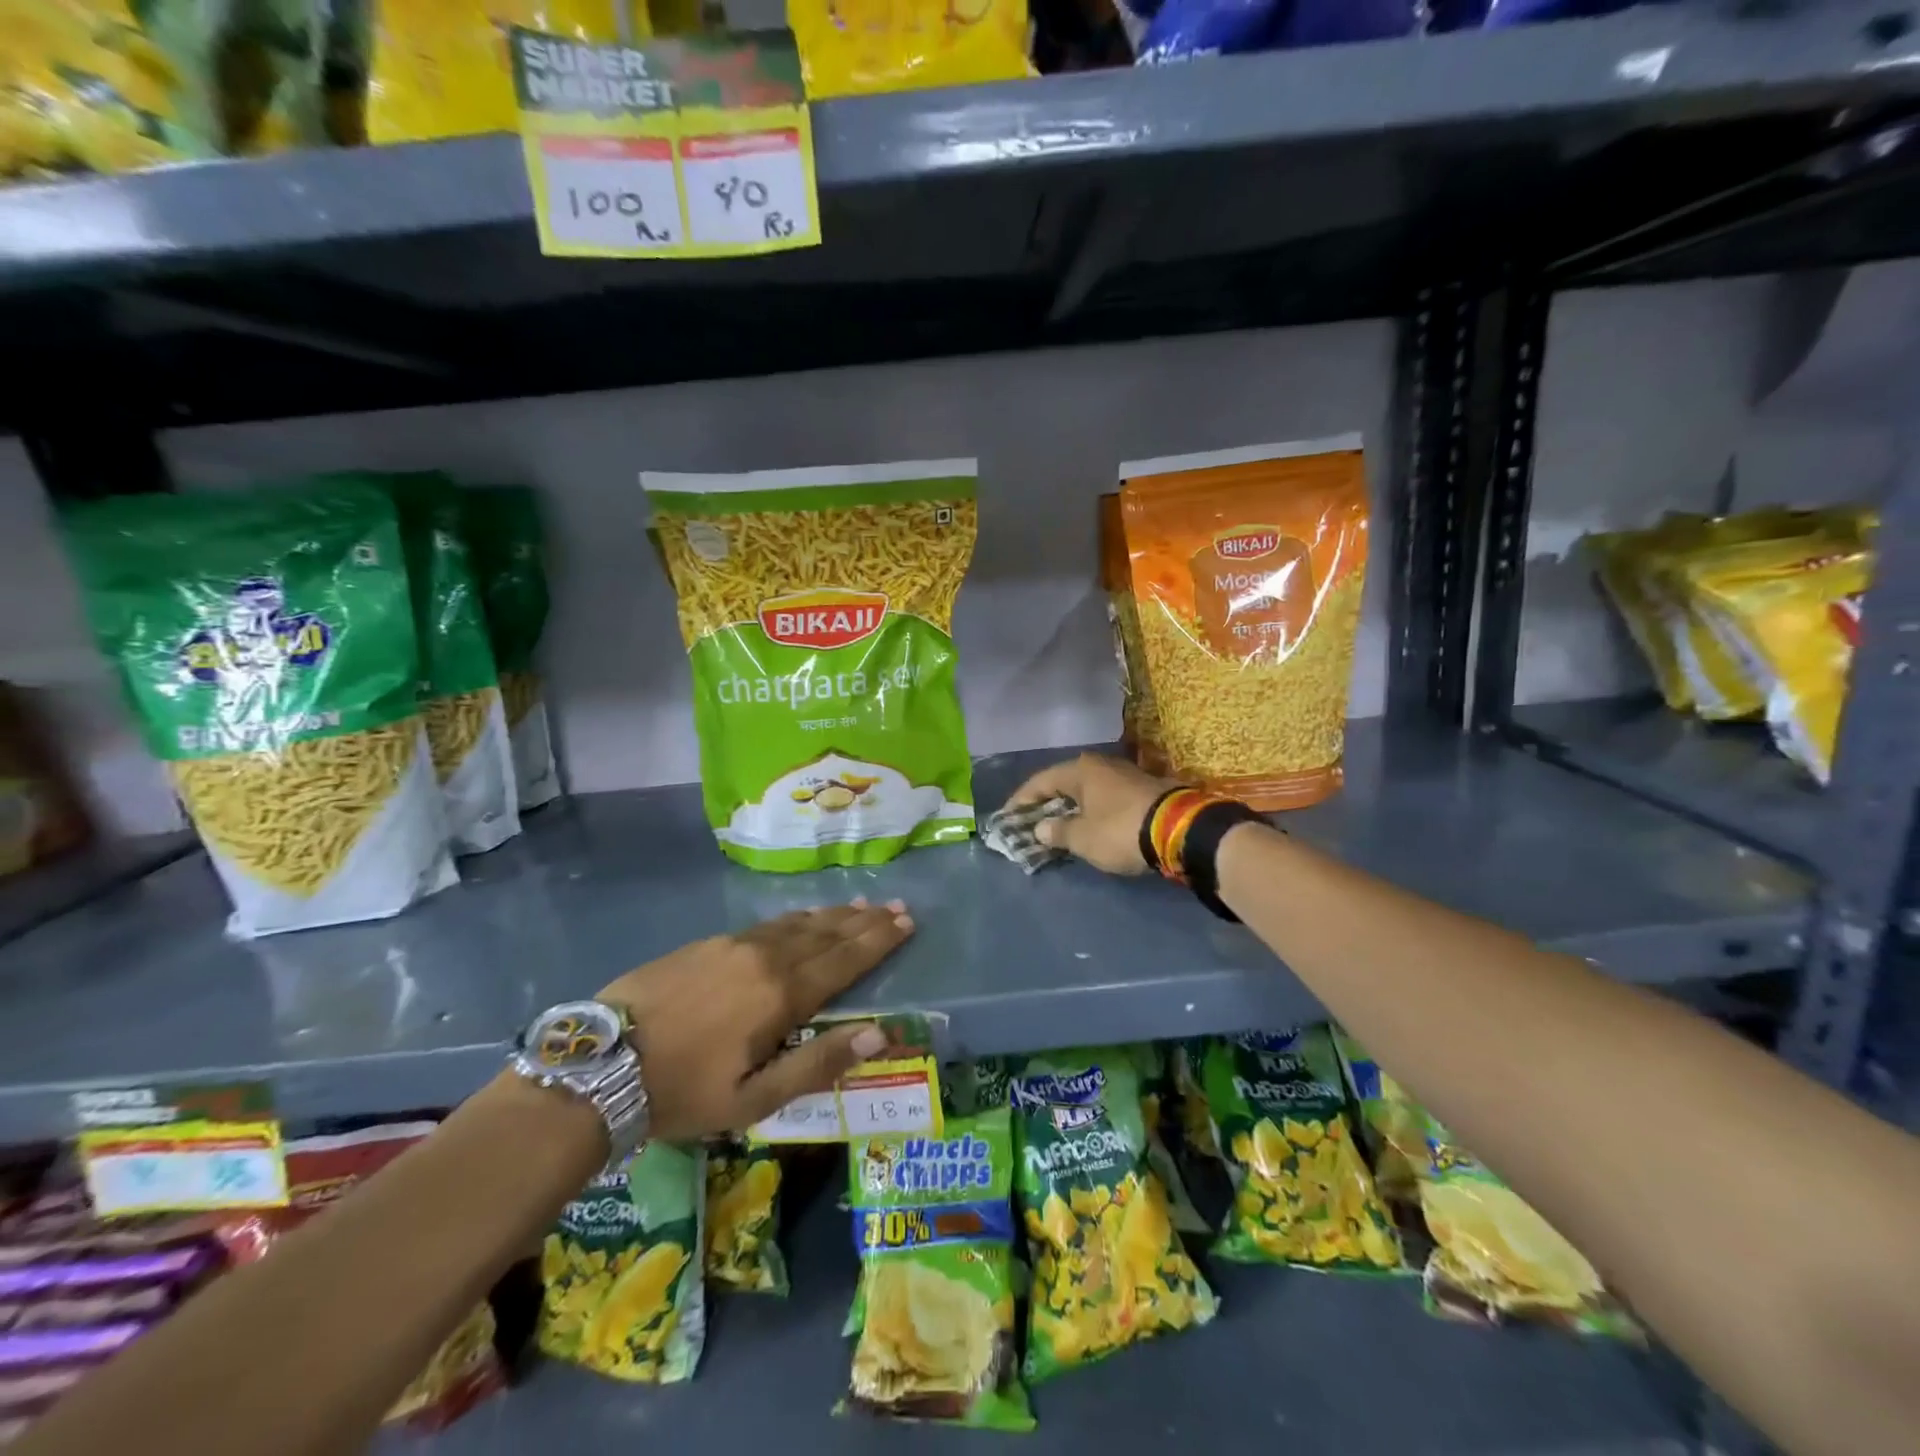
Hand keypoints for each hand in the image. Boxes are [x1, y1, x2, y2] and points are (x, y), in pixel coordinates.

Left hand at [596, 900, 913, 1140]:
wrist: (600, 1065)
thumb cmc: (683, 1091)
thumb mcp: (754, 1099)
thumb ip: (818, 1064)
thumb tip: (879, 1034)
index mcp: (781, 994)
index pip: (844, 960)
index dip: (878, 940)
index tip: (907, 921)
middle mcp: (765, 957)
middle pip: (826, 933)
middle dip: (864, 920)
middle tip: (896, 906)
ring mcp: (733, 944)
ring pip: (797, 923)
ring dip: (833, 915)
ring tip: (860, 905)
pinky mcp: (707, 943)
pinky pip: (767, 924)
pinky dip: (797, 918)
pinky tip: (802, 917)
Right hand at [1000, 753, 1174, 875]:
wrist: (1181, 830)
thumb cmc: (1121, 830)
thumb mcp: (1083, 838)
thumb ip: (1058, 832)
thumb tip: (1040, 828)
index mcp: (1080, 770)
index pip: (1040, 782)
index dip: (1021, 800)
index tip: (1007, 817)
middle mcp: (1101, 765)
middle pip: (1065, 783)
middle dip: (1047, 803)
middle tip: (1031, 822)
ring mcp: (1126, 775)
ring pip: (1088, 790)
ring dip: (1072, 808)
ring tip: (1059, 826)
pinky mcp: (1145, 789)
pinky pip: (1106, 799)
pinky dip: (1093, 811)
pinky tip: (1090, 825)